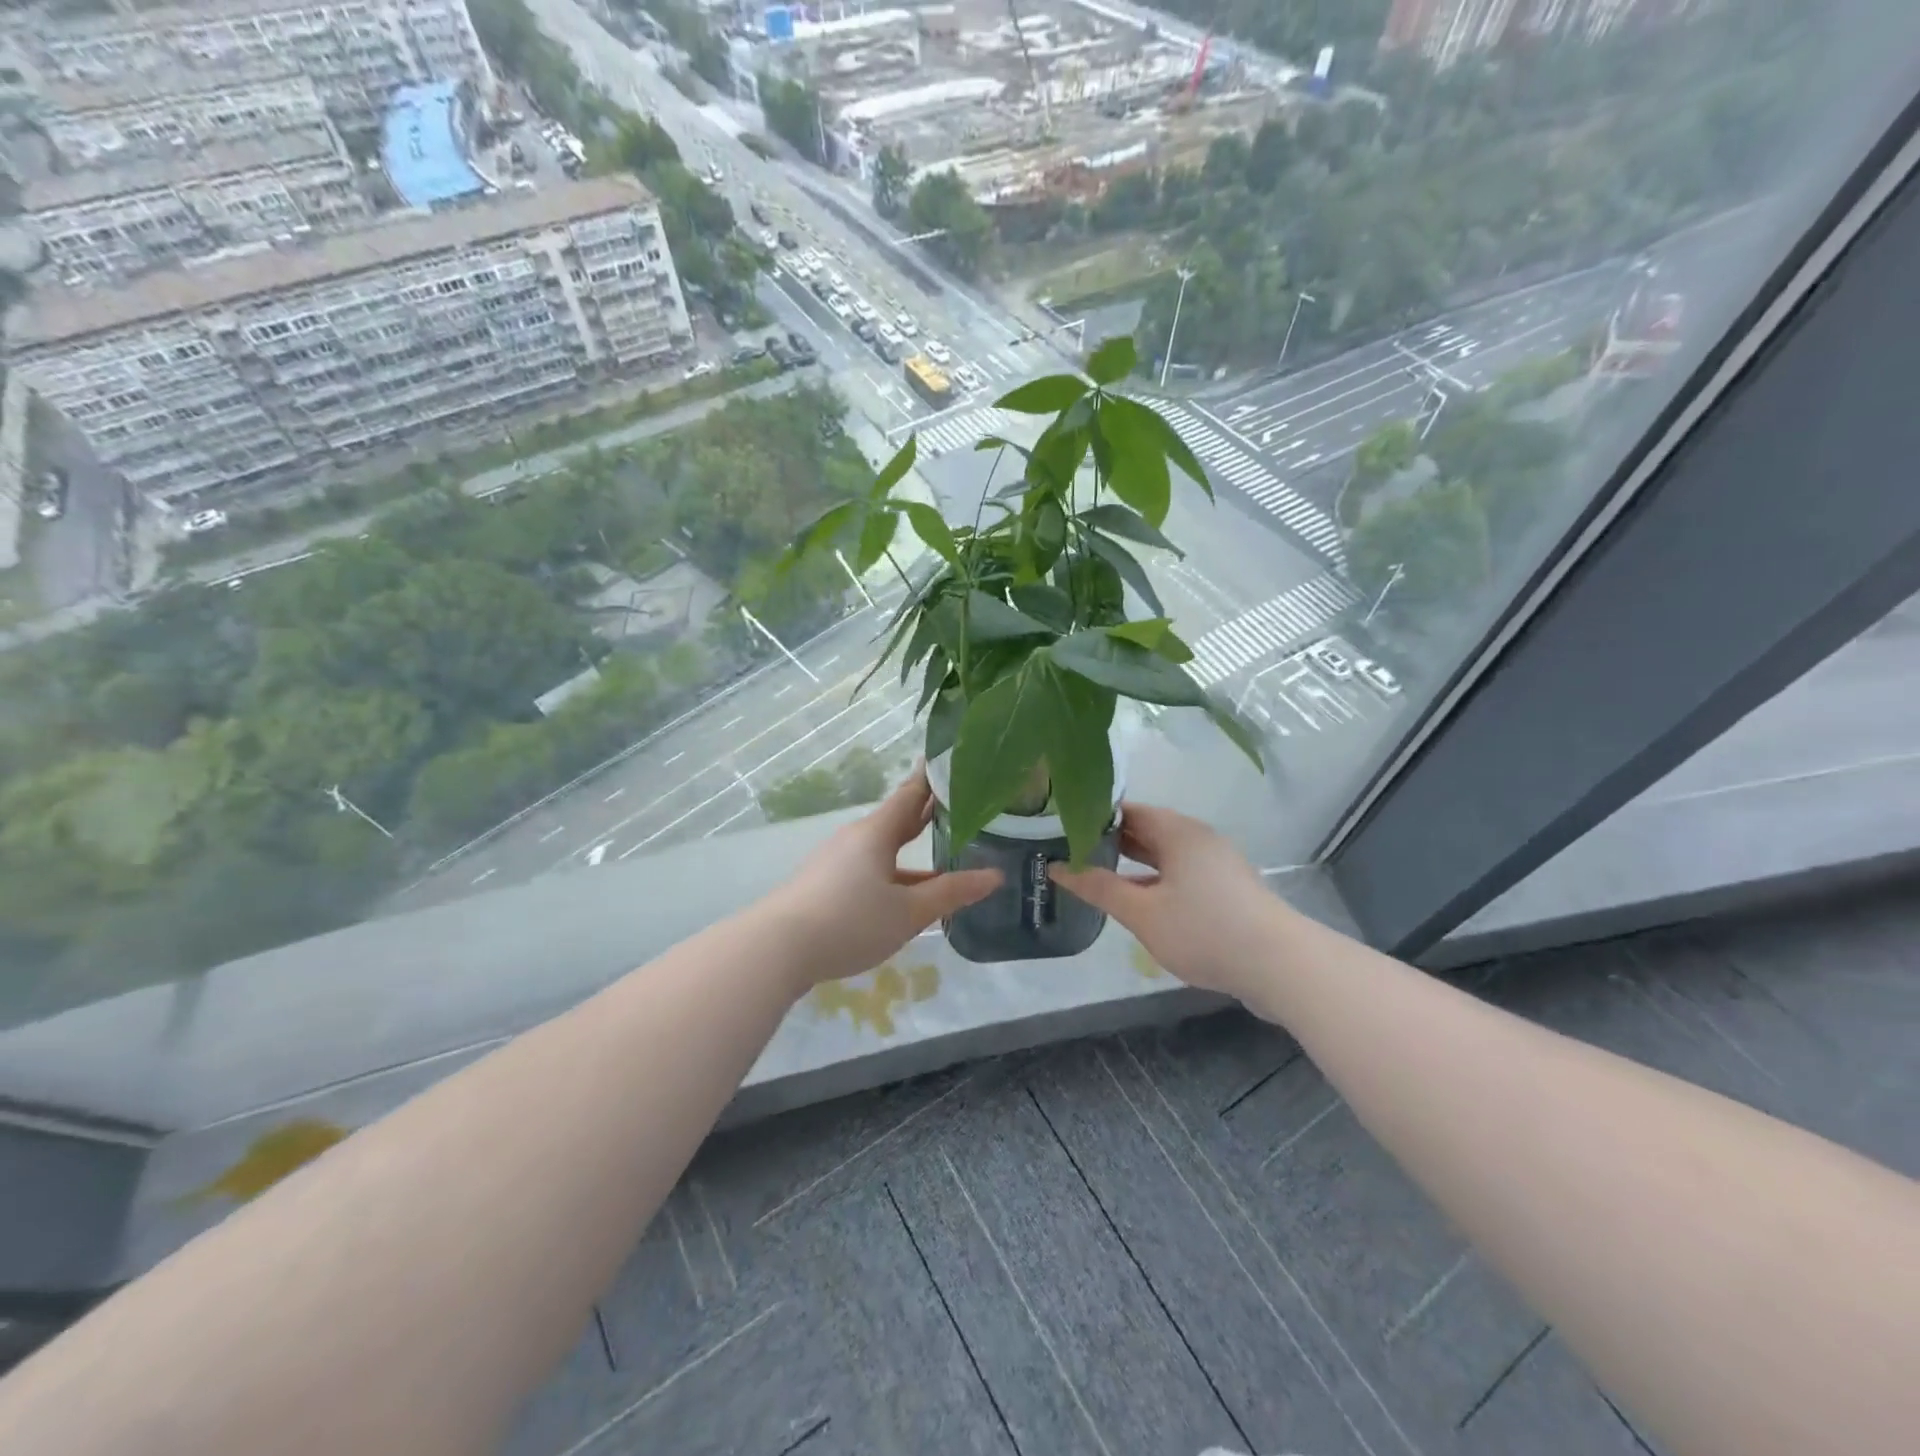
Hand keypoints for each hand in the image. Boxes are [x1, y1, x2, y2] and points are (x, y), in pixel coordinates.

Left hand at [765, 765, 1000, 987]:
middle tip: (959, 805)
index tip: (953, 761)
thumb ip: (951, 893)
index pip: (911, 794)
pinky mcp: (823, 883)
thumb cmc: (850, 921)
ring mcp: (835, 860)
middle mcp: (855, 838)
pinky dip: (891, 872)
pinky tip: (903, 895)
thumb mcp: (908, 912)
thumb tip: (994, 876)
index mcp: (877, 833)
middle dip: (926, 814)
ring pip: (882, 849)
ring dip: (910, 850)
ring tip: (941, 856)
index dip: (933, 778)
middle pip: (896, 820)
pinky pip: (866, 868)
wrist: (777, 948)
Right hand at [1050, 803, 1282, 1002]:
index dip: (1093, 816)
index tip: (1061, 828)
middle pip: (1145, 829)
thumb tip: (1057, 867)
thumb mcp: (1142, 912)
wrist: (1280, 965)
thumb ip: (1099, 887)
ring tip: (1092, 873)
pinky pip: (1178, 873)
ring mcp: (1214, 864)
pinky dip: (1153, 879)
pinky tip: (1134, 900)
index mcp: (1177, 831)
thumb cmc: (1205, 930)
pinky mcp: (1225, 889)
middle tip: (1068, 851)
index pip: (1127, 809)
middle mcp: (1196, 839)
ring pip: (1163, 854)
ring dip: (1131, 863)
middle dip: (1108, 840)